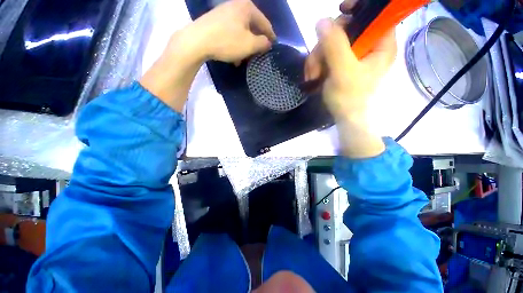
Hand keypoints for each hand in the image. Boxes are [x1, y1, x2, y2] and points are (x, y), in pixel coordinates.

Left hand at [187, 0, 276, 62]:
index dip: (270, 36)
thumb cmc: (227, 42)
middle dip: (255, 43)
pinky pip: (231, 33)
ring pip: (241, 32)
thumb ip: (262, 43)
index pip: (264, 23)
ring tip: (245, 59)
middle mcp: (236, 5)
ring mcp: (224, 12)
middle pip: (252, 27)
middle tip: (258, 54)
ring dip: (244, 46)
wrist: (197, 41)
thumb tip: (268, 42)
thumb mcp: (249, 45)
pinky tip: (234, 56)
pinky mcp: (215, 20)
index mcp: (247, 8)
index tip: (273, 46)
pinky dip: (235, 44)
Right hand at [306, 16, 396, 157]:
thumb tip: (322, 21)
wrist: (344, 119)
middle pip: (346, 28)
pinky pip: (327, 55)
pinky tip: (313, 76)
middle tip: (316, 63)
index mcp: (380, 45)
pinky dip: (317, 64)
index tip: (341, 10)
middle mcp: (368, 47)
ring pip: (332, 43)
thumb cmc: (349, 98)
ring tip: (312, 75)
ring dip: (317, 58)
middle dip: (326, 44)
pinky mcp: (341, 65)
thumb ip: (335, 45)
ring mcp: (353, 56)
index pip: (375, 15)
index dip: (358, 8)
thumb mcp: (343, 71)